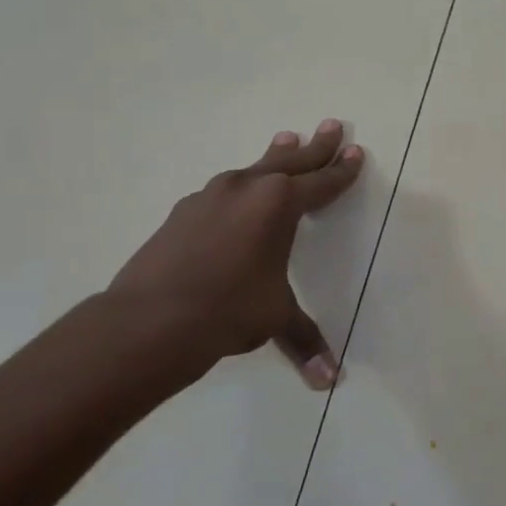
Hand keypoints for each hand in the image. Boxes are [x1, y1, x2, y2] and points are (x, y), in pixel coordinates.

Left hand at [106, 120, 363, 391]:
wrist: (148, 319)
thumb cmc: (228, 310)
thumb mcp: (275, 319)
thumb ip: (304, 339)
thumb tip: (329, 380)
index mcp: (279, 205)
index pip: (321, 183)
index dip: (342, 172)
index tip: (356, 153)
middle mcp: (247, 189)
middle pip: (290, 162)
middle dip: (315, 146)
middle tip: (333, 125)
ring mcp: (210, 197)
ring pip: (253, 168)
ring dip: (275, 156)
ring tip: (285, 138)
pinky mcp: (182, 212)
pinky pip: (223, 190)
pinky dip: (241, 185)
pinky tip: (236, 193)